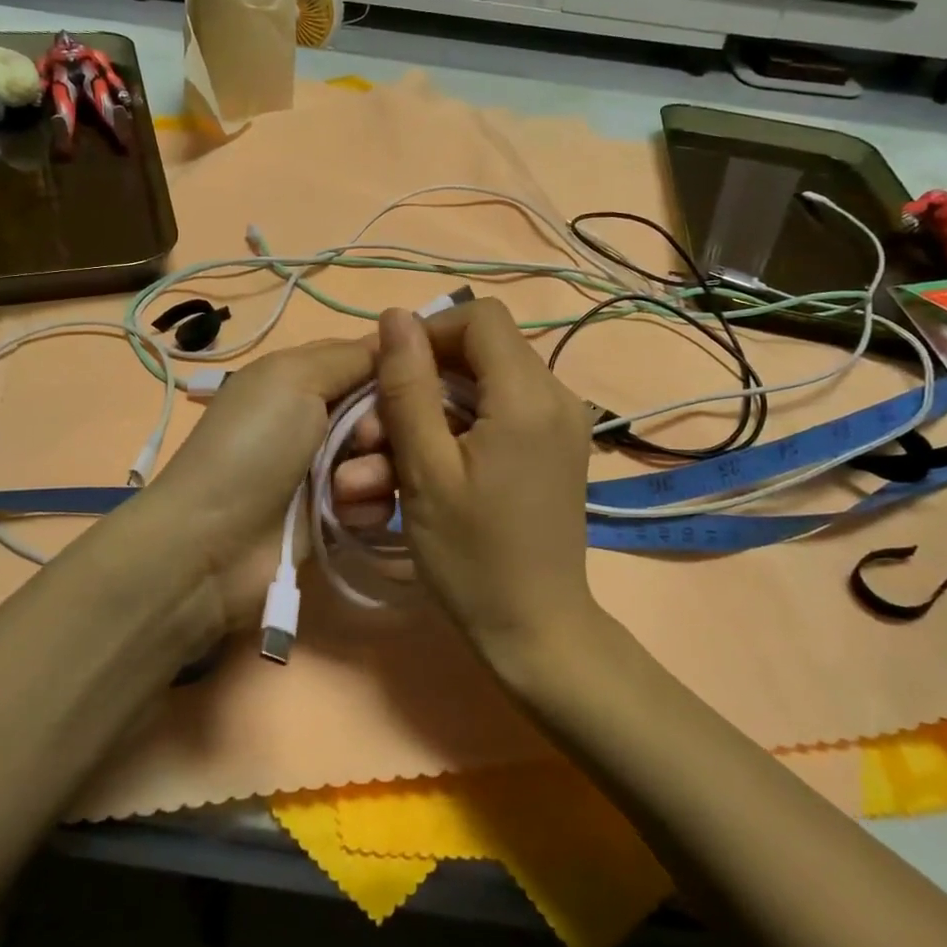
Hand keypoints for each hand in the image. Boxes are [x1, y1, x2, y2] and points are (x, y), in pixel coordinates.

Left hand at [142, 338, 373, 612]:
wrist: (213, 541)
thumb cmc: (253, 445)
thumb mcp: (293, 378)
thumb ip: (350, 356)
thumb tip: (398, 337)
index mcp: (304, 377)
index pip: (369, 359)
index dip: (398, 368)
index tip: (415, 381)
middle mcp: (320, 418)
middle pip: (387, 410)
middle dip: (383, 426)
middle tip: (363, 442)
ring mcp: (330, 468)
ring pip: (390, 458)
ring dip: (375, 472)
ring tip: (343, 489)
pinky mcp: (338, 514)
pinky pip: (381, 501)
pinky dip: (366, 507)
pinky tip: (342, 516)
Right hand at [362, 301, 600, 665]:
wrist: (536, 629)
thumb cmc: (472, 555)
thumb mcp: (425, 469)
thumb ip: (408, 386)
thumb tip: (395, 316)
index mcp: (527, 394)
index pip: (479, 317)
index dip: (429, 333)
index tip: (393, 377)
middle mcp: (556, 395)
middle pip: (482, 349)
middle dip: (426, 379)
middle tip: (383, 430)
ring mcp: (563, 421)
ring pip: (489, 381)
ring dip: (438, 407)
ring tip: (397, 458)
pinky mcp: (559, 446)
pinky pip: (505, 409)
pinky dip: (465, 424)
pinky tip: (436, 466)